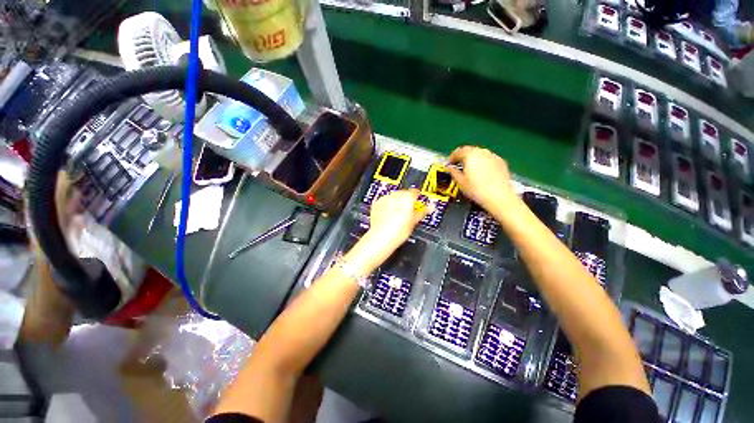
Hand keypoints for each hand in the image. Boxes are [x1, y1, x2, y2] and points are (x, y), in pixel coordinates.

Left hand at [367, 189, 427, 255]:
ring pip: (393, 196)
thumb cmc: (398, 232)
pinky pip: (384, 201)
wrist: (382, 237)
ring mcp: (385, 199)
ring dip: (396, 202)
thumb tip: (430, 207)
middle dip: (406, 200)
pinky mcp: (376, 204)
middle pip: (403, 193)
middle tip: (408, 210)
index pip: (415, 192)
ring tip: (397, 213)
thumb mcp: (414, 222)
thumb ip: (423, 211)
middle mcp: (395, 196)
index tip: (418, 202)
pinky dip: (387, 205)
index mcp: (407, 198)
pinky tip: (389, 214)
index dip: (417, 197)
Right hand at [447, 146, 515, 213]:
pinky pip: (488, 158)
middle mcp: (482, 152)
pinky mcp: (501, 162)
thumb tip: (450, 168)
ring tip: (470, 168)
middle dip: (463, 156)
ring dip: (473, 158)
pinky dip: (483, 162)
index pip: (458, 151)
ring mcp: (493, 156)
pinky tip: (482, 172)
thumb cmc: (475, 189)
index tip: (450, 164)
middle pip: (470, 150)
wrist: (498, 196)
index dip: (452, 157)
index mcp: (470, 155)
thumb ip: (454, 172)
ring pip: (480, 153)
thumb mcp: (460, 182)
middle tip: (459, 165)